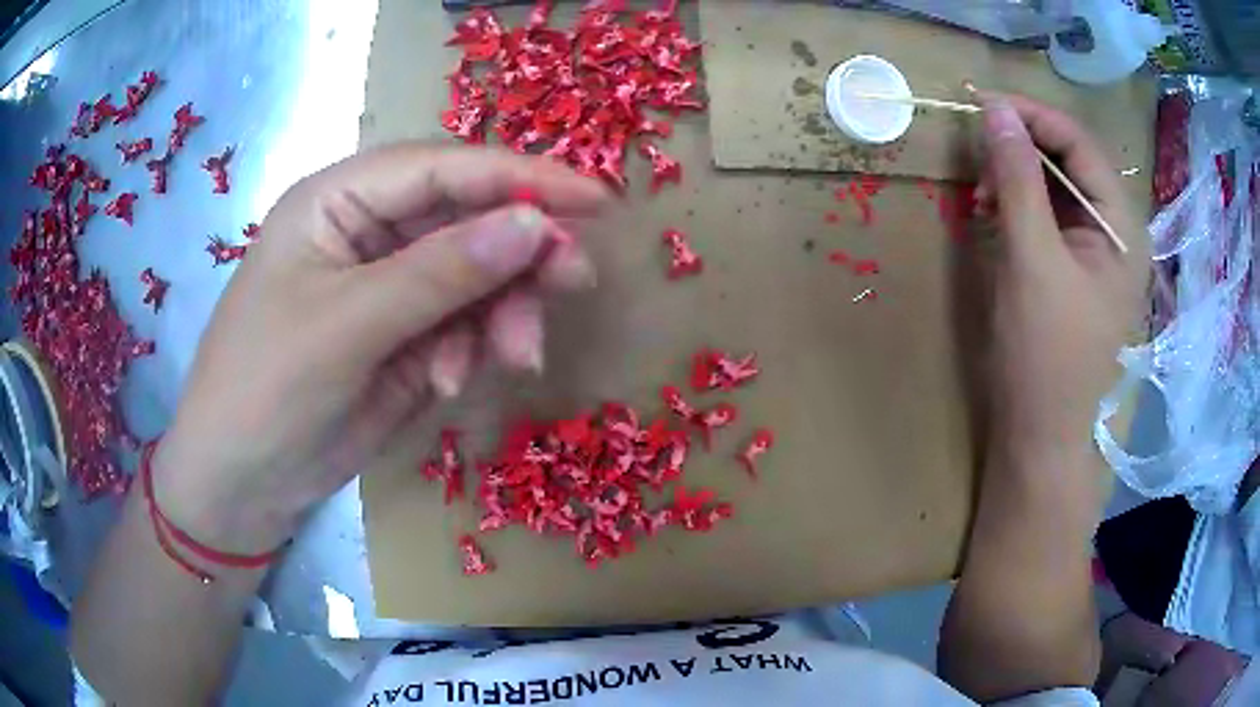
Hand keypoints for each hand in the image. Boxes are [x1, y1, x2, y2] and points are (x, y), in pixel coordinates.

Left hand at [153, 145, 609, 553]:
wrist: (241, 484)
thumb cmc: (265, 390)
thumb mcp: (347, 327)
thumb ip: (440, 273)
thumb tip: (535, 224)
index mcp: (338, 200)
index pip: (441, 168)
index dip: (519, 177)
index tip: (595, 200)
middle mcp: (368, 231)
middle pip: (467, 219)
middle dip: (519, 252)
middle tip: (573, 280)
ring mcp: (388, 286)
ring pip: (474, 277)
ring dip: (501, 313)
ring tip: (516, 358)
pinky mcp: (403, 336)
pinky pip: (462, 325)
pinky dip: (473, 348)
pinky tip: (453, 383)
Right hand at [976, 94, 1141, 461]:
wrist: (1039, 436)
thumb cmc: (1045, 356)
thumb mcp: (1031, 261)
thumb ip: (1016, 179)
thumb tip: (995, 110)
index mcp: (1121, 227)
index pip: (1079, 143)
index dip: (1031, 115)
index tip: (980, 103)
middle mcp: (1115, 232)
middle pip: (1069, 160)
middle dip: (1021, 148)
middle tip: (977, 155)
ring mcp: (1095, 252)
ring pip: (1055, 186)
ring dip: (1016, 178)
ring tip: (982, 195)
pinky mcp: (1074, 269)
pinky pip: (1048, 216)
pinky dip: (1018, 206)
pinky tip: (994, 216)